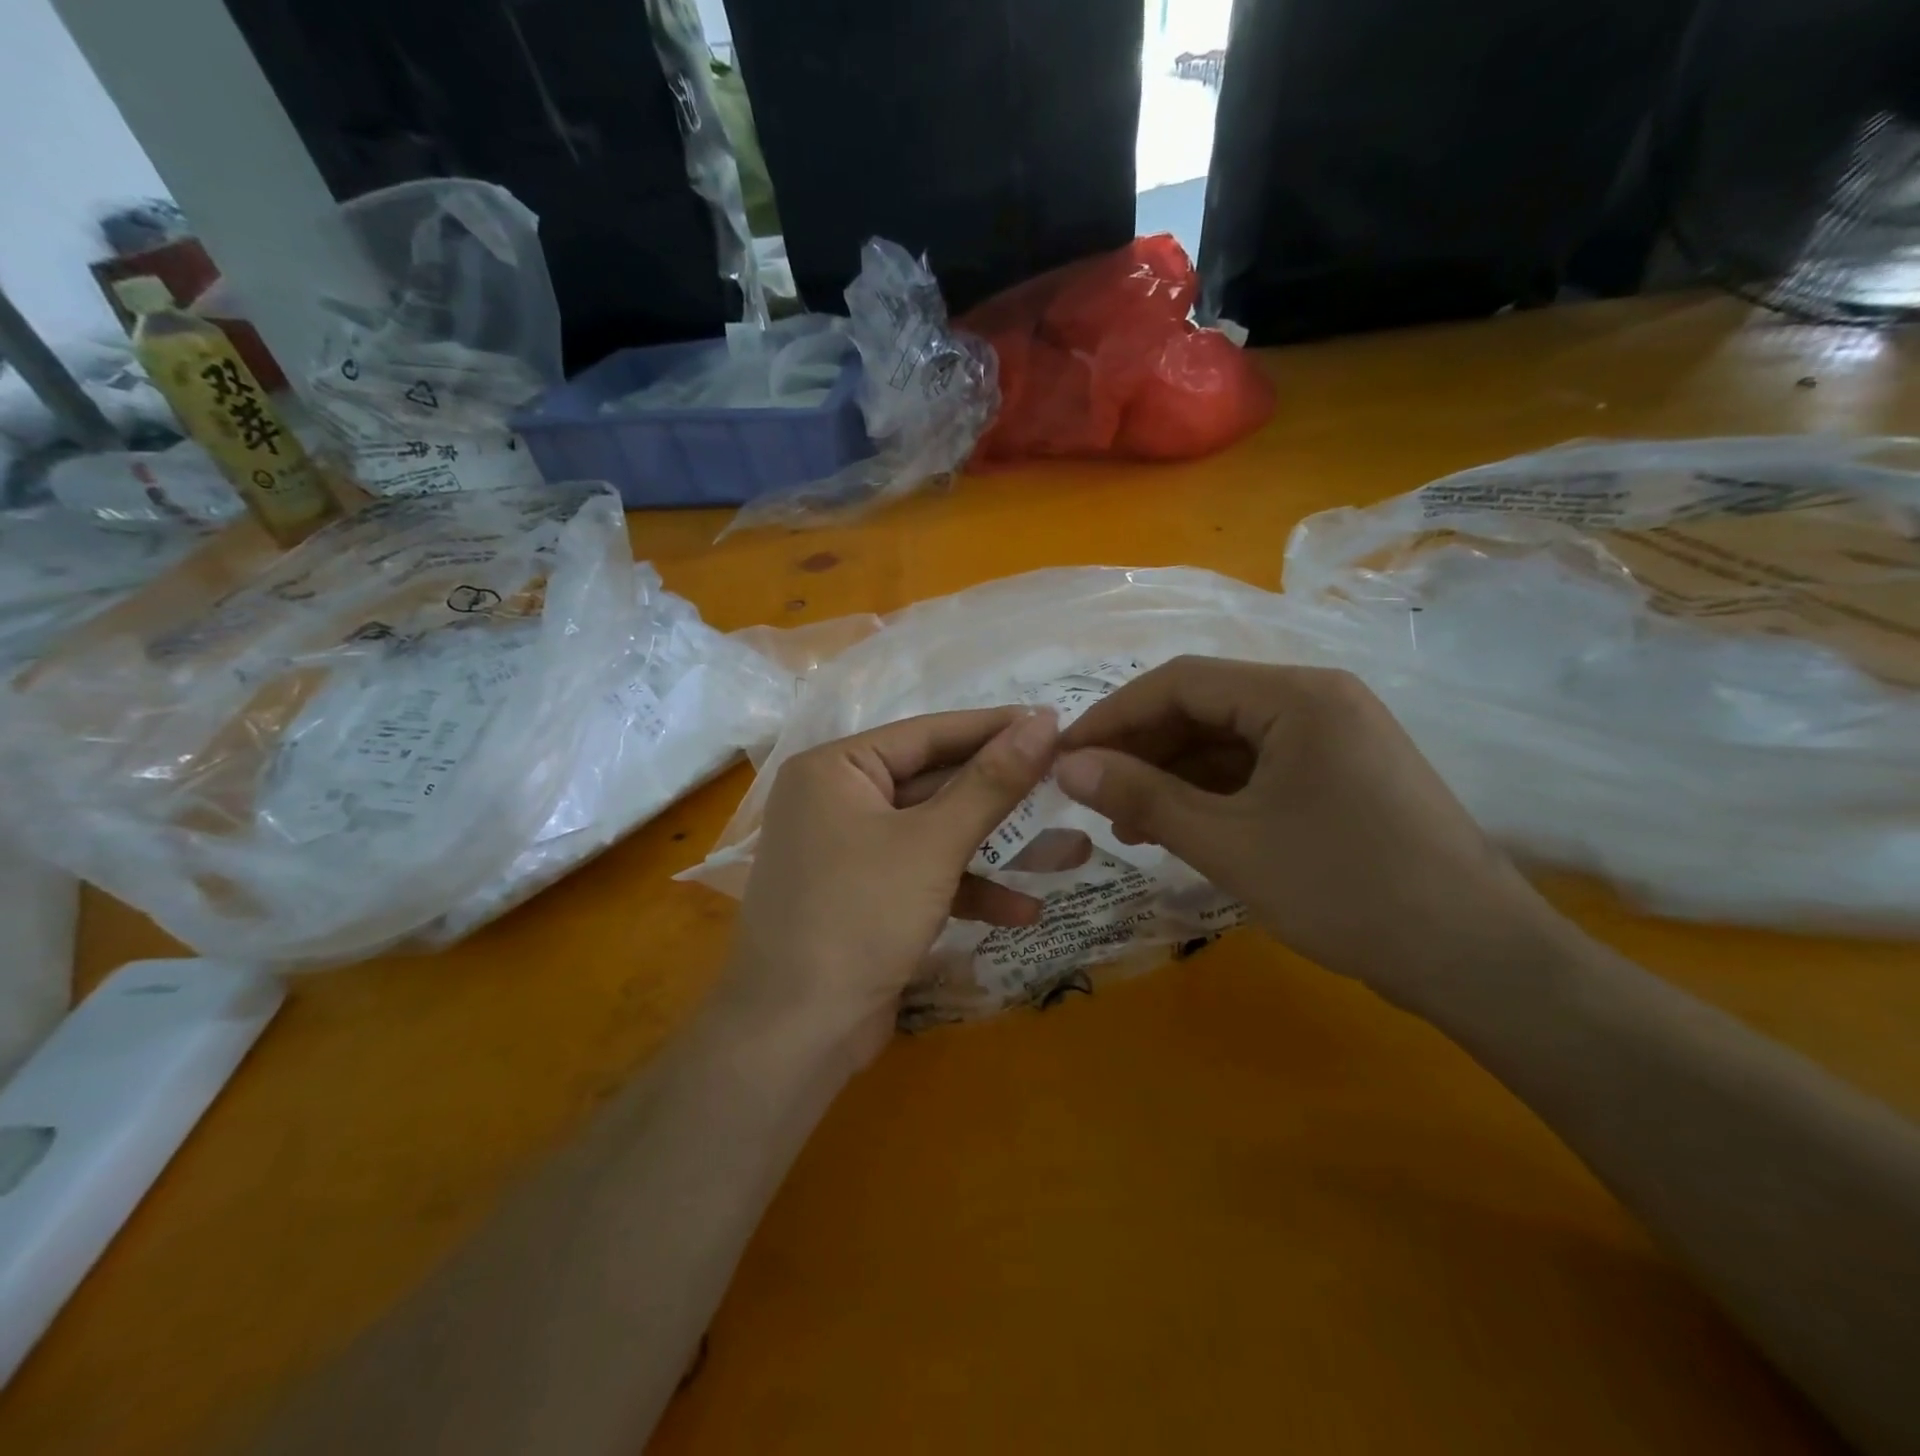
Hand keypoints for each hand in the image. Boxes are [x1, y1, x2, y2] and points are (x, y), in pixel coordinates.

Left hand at [724, 706, 1060, 1058]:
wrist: (796, 1036)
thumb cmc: (860, 916)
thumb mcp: (933, 844)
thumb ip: (991, 783)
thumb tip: (1044, 722)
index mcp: (835, 768)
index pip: (927, 734)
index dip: (993, 728)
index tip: (1054, 722)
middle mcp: (836, 799)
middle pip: (932, 782)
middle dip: (1000, 795)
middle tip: (1064, 779)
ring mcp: (848, 850)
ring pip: (933, 832)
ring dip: (994, 848)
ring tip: (1068, 848)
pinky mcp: (863, 895)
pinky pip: (921, 874)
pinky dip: (965, 889)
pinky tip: (1022, 911)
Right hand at [1053, 656, 1567, 1004]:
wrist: (1477, 959)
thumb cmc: (1345, 890)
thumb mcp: (1227, 843)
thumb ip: (1142, 796)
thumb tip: (1066, 764)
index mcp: (1295, 695)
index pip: (1179, 682)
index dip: (1112, 716)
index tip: (1063, 756)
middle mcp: (1317, 699)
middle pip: (1203, 707)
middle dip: (1142, 750)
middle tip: (1094, 798)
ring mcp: (1334, 737)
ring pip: (1228, 741)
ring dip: (1173, 776)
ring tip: (1130, 824)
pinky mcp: (1341, 773)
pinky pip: (1258, 768)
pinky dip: (1213, 793)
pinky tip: (1182, 828)